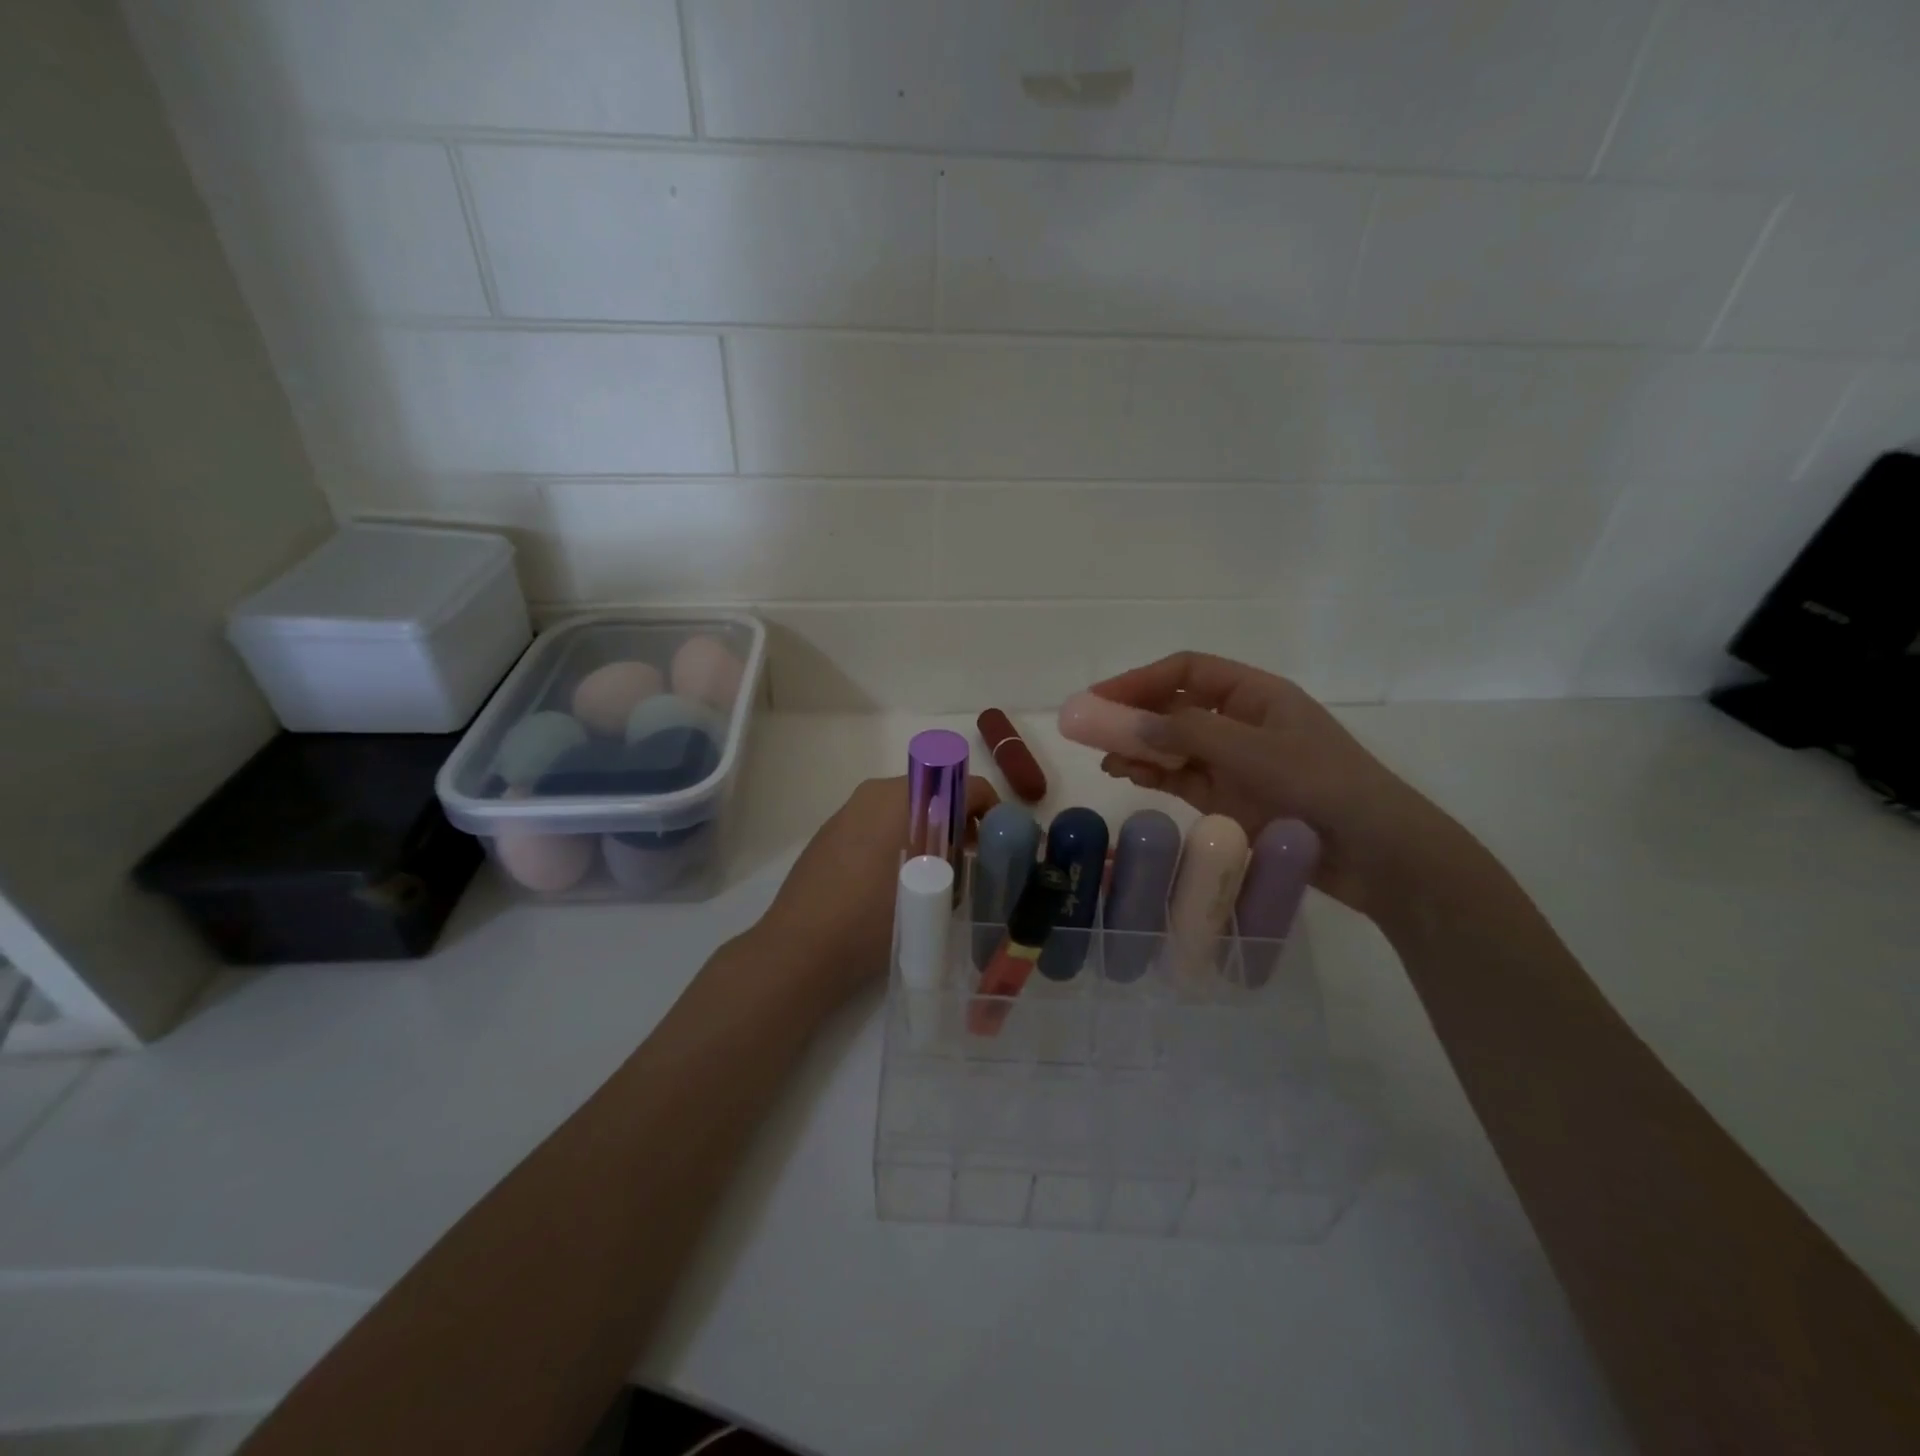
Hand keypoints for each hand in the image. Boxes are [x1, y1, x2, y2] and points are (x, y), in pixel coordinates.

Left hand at [754, 774, 998, 1010]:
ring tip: (933, 871)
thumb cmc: (874, 918)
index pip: (964, 785)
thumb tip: (968, 850)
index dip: (988, 808)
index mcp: (904, 798)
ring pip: (904, 806)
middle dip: (957, 818)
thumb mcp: (934, 892)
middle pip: (933, 791)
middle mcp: (876, 792)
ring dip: (927, 827)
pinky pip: (878, 821)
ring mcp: (849, 810)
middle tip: (968, 856)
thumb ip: (960, 861)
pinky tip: (894, 877)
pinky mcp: (831, 831)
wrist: (802, 948)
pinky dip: (897, 836)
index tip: (996, 838)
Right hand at [1088, 652, 1450, 919]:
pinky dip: (1154, 775)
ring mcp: (1235, 763)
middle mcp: (1240, 723)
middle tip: (1086, 730)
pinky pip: (1182, 778)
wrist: (1378, 855)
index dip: (1139, 681)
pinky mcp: (1230, 799)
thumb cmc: (1322, 787)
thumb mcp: (1252, 753)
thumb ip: (1185, 735)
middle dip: (1131, 715)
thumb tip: (1122, 722)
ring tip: (1104, 759)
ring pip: (1173, 745)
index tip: (1098, 700)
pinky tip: (1128, 776)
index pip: (1185, 672)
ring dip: (1138, 747)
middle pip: (1173, 707)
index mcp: (1255, 695)